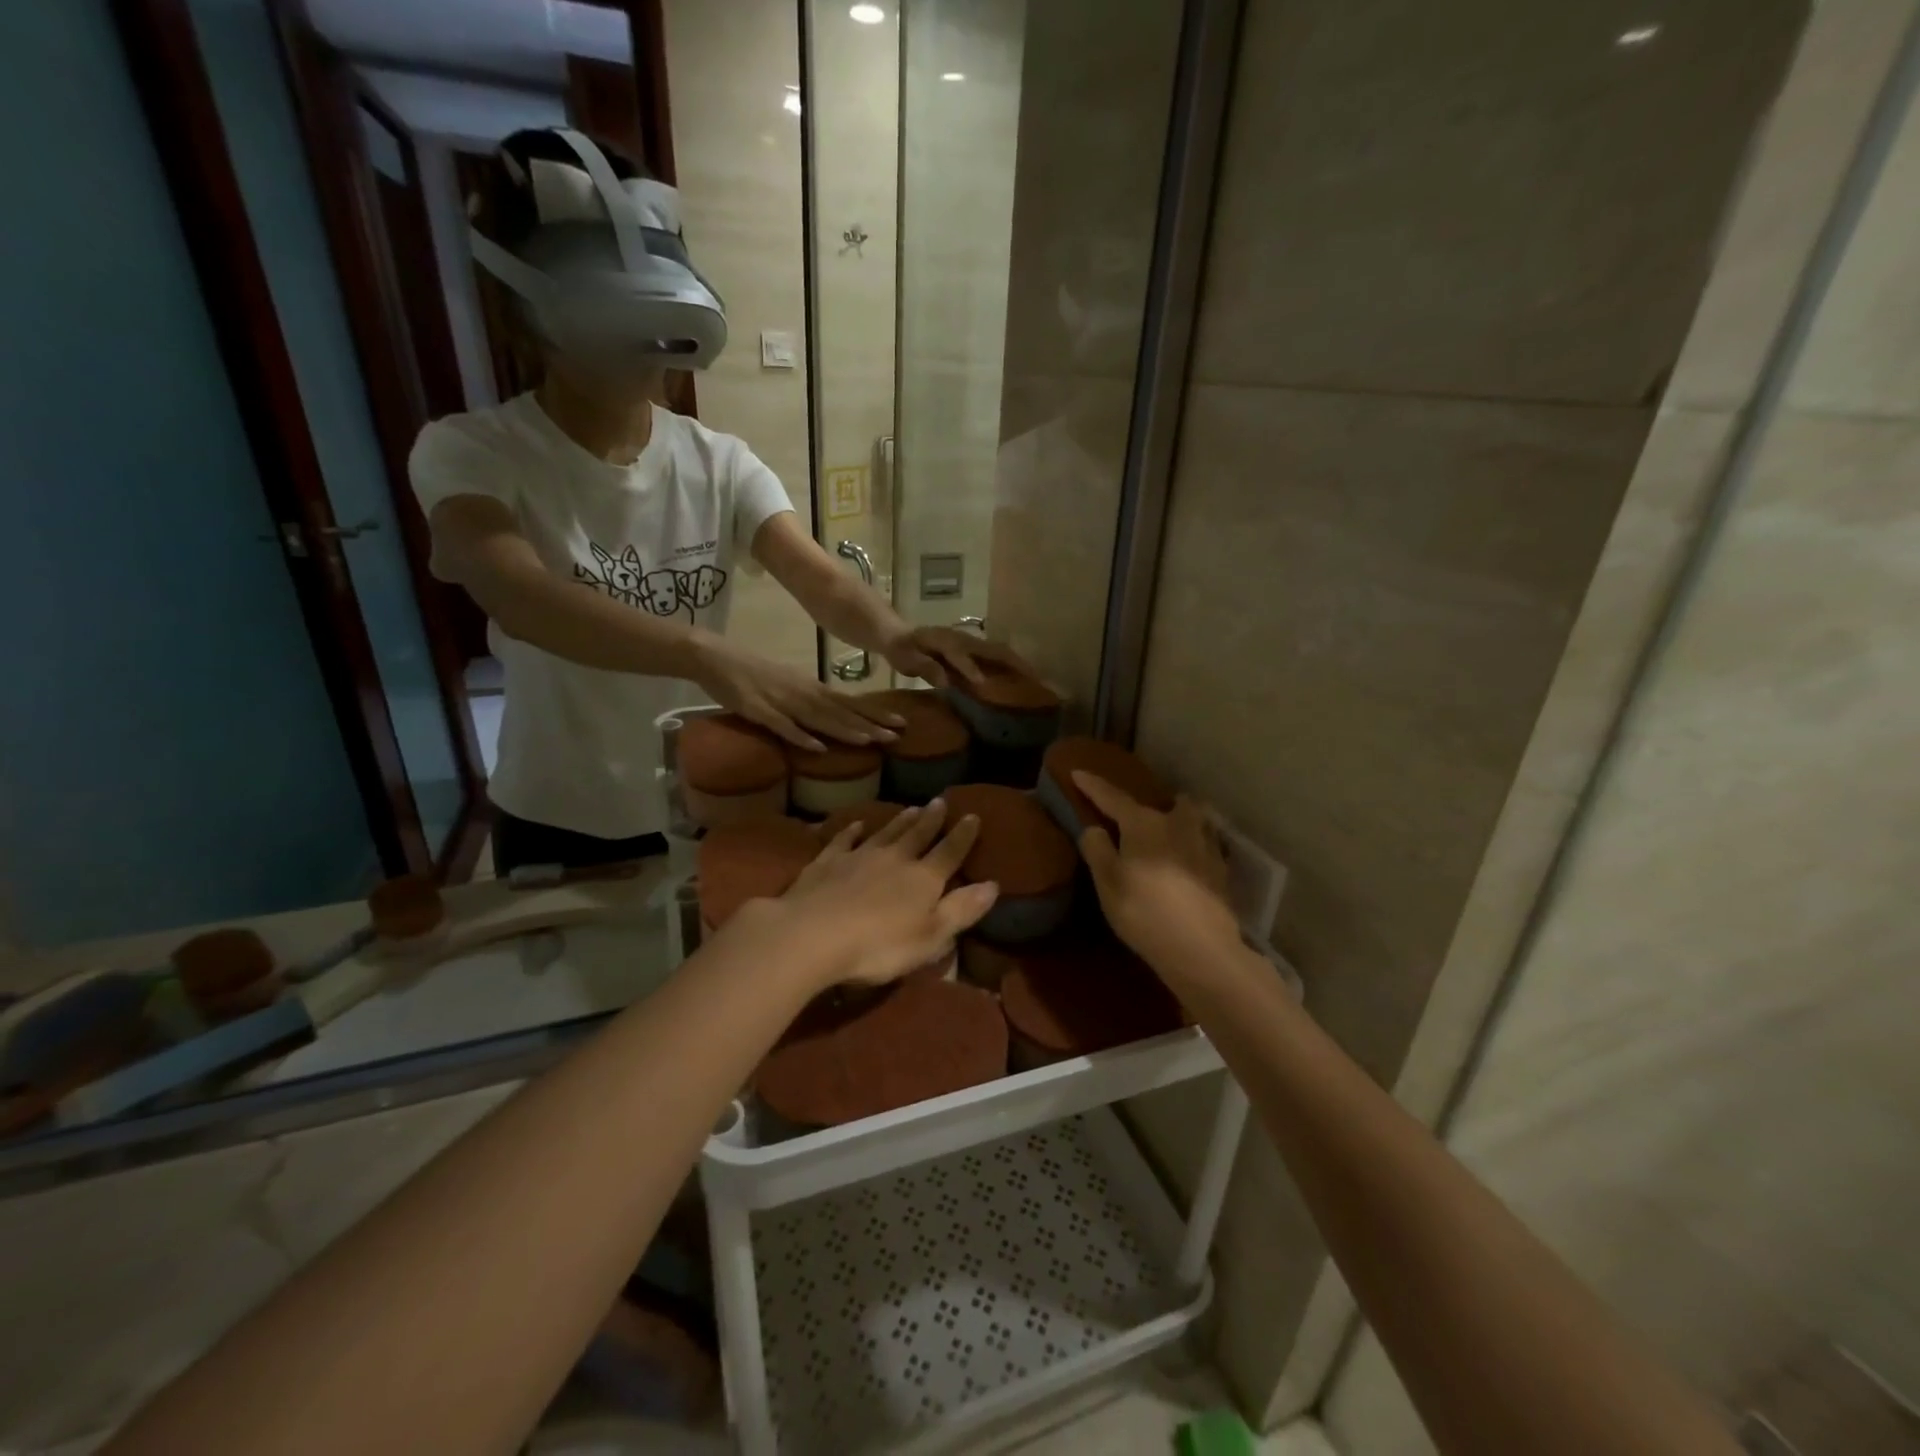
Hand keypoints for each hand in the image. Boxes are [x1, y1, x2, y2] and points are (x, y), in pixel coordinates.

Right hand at [693, 635, 902, 750]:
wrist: (715, 657)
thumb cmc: (752, 673)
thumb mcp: (789, 684)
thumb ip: (811, 701)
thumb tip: (835, 717)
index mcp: (811, 687)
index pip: (850, 703)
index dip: (875, 714)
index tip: (901, 723)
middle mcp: (803, 693)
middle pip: (841, 712)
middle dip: (870, 724)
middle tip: (898, 735)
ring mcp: (782, 702)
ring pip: (819, 718)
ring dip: (845, 730)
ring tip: (871, 741)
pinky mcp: (758, 710)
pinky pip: (782, 726)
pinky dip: (800, 736)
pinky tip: (818, 747)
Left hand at [761, 799, 997, 989]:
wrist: (813, 934)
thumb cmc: (879, 945)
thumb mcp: (931, 936)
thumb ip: (961, 910)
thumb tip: (993, 884)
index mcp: (923, 879)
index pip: (949, 852)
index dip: (963, 835)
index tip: (972, 815)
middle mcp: (894, 859)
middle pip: (917, 835)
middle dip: (931, 820)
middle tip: (939, 801)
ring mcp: (858, 857)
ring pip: (885, 833)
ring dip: (899, 821)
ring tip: (911, 808)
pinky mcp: (826, 863)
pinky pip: (843, 840)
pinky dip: (851, 831)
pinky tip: (856, 824)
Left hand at [882, 626, 1034, 688]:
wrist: (900, 635)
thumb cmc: (903, 649)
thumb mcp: (906, 659)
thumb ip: (926, 667)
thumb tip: (945, 681)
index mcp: (945, 641)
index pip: (960, 654)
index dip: (970, 668)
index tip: (982, 684)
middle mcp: (963, 639)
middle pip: (992, 649)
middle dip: (1012, 663)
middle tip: (1034, 679)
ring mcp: (970, 643)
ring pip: (999, 652)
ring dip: (1017, 664)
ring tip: (1036, 679)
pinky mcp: (973, 649)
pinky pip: (995, 656)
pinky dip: (1010, 665)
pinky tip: (1021, 677)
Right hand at [1074, 772, 1242, 981]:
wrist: (1202, 949)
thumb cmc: (1144, 912)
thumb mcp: (1107, 883)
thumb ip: (1097, 850)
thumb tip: (1095, 828)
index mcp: (1145, 824)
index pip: (1113, 798)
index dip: (1093, 786)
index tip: (1078, 772)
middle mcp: (1178, 825)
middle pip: (1169, 802)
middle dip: (1154, 804)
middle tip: (1140, 817)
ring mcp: (1205, 846)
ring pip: (1195, 819)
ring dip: (1183, 820)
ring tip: (1171, 834)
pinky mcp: (1221, 870)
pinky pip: (1206, 845)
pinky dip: (1195, 847)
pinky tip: (1189, 862)